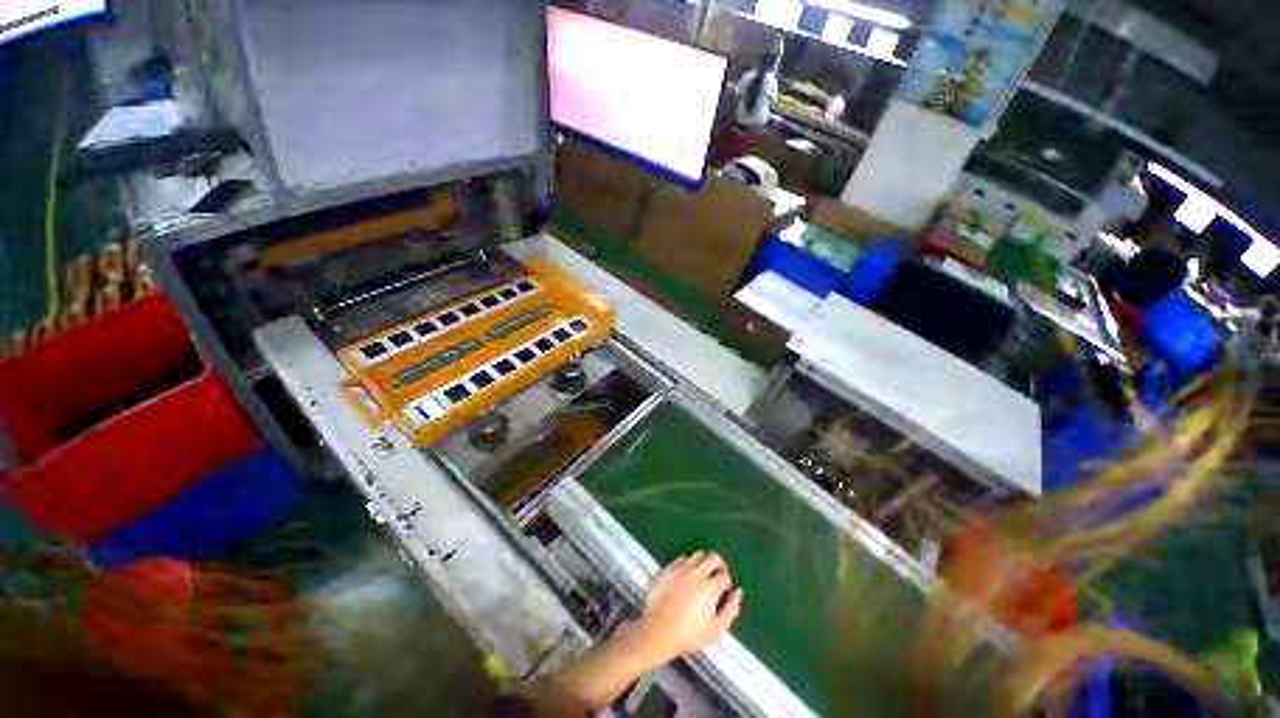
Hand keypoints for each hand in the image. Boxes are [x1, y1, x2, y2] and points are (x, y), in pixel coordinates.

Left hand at [626, 552, 742, 667]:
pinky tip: (682, 578)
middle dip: (718, 566)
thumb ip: (732, 609)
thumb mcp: (717, 629)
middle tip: (715, 579)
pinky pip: (677, 560)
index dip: (726, 583)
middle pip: (713, 558)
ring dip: (701, 563)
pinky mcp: (663, 574)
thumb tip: (738, 593)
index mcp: (710, 588)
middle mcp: (695, 575)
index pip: (725, 574)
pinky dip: (684, 565)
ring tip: (699, 578)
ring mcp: (677, 573)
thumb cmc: (689, 635)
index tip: (722, 592)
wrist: (656, 635)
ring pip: (696, 556)